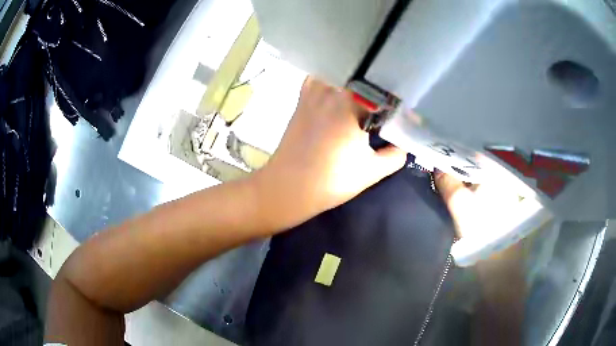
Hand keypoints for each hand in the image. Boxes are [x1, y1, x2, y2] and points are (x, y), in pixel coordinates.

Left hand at [254, 77, 405, 228]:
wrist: (289, 187)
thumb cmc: (331, 179)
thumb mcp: (371, 171)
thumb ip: (394, 156)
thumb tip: (404, 146)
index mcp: (351, 104)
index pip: (380, 90)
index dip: (393, 101)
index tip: (400, 111)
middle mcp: (331, 92)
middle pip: (360, 78)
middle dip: (375, 88)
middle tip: (384, 104)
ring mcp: (313, 94)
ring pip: (338, 75)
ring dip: (352, 82)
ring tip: (363, 96)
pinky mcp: (301, 101)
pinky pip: (317, 80)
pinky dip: (329, 80)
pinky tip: (336, 93)